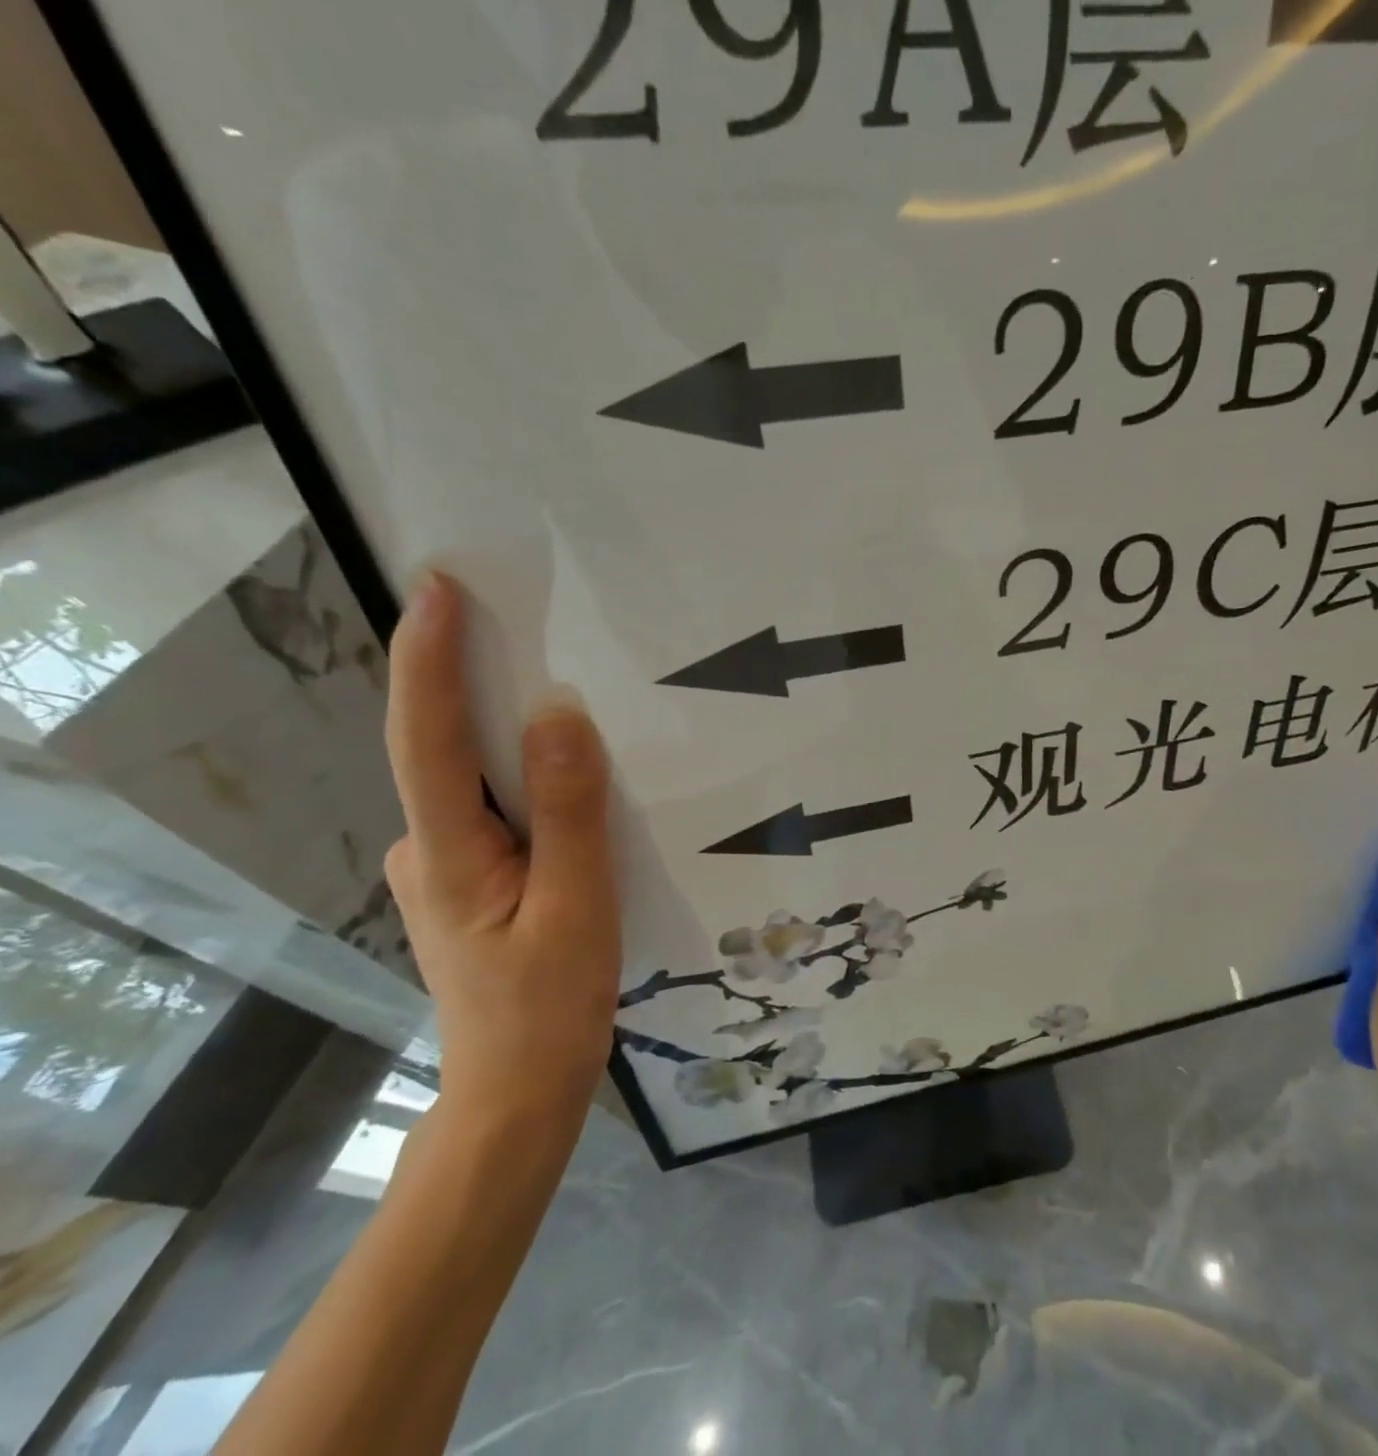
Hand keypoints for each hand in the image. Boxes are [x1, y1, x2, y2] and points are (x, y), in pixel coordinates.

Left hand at [383, 572, 620, 1125]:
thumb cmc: (549, 1004)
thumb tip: (559, 715)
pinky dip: (521, 775)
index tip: (438, 588)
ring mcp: (444, 867)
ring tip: (555, 686)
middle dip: (467, 677)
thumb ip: (568, 811)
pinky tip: (564, 773)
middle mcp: (427, 849)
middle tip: (517, 618)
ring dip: (500, 728)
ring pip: (471, 780)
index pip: (426, 738)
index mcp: (448, 852)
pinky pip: (492, 807)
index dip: (428, 658)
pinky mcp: (470, 879)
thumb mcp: (578, 906)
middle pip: (440, 748)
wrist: (517, 1089)